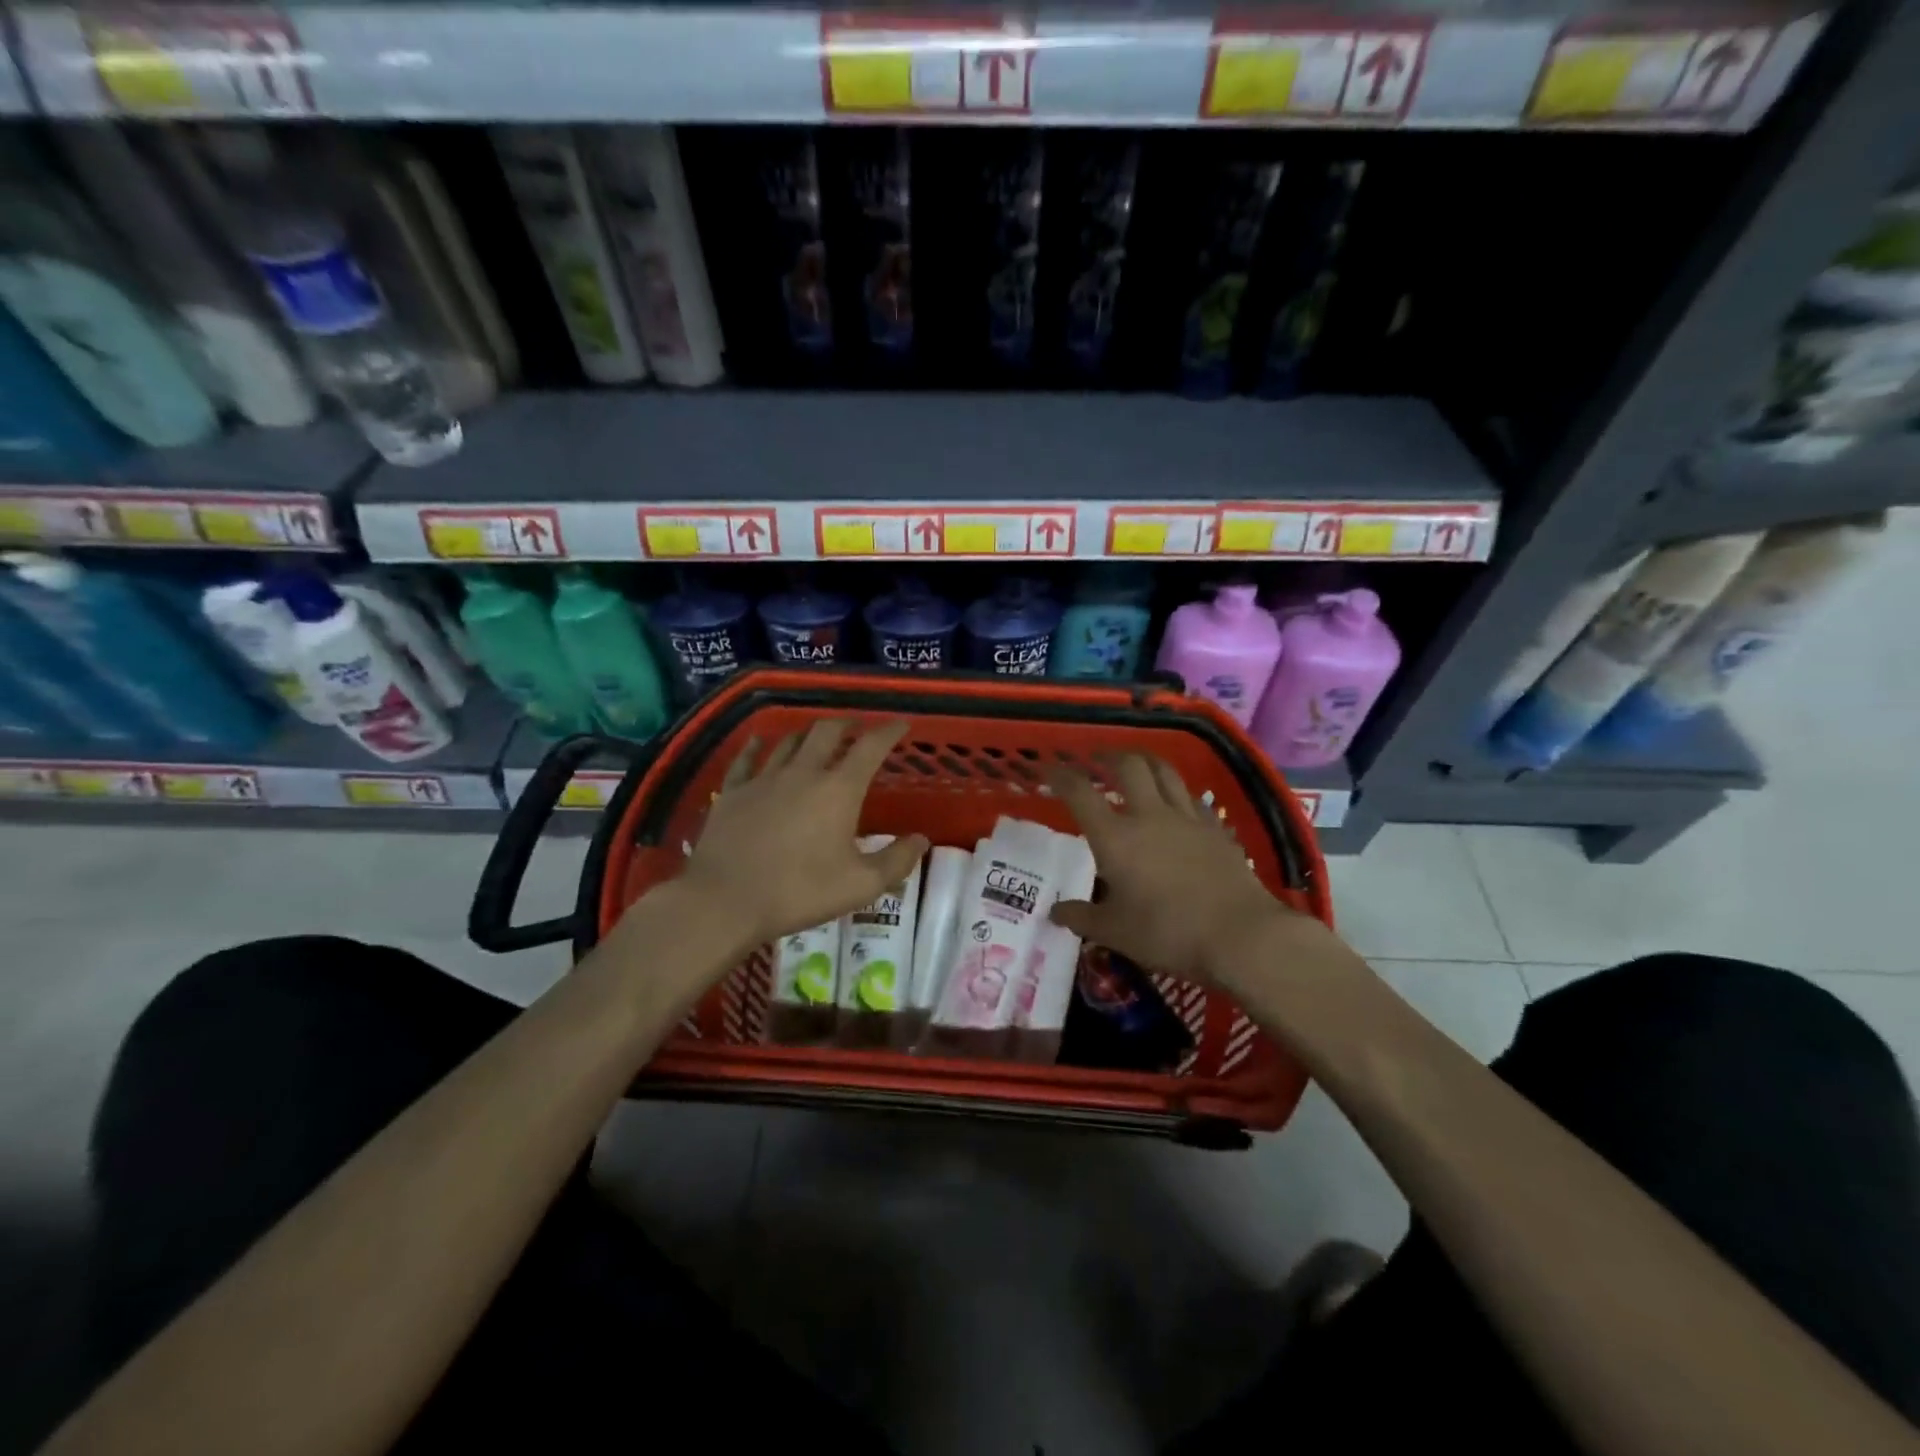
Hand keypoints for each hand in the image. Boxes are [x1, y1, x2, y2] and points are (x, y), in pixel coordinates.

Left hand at [681, 718, 929, 948]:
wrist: (724, 900)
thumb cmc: (800, 892)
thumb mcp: (860, 885)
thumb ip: (896, 861)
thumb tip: (921, 840)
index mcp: (839, 790)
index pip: (870, 747)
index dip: (889, 731)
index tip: (901, 724)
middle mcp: (803, 772)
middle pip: (827, 731)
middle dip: (847, 724)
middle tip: (858, 728)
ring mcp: (763, 778)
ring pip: (789, 741)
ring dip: (808, 733)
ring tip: (817, 736)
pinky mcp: (732, 791)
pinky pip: (747, 758)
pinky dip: (758, 745)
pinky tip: (760, 741)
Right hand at [1048, 755, 1321, 990]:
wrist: (1240, 935)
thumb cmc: (1167, 933)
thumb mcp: (1115, 932)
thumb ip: (1082, 918)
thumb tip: (1055, 911)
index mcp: (1115, 837)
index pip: (1080, 793)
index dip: (1061, 775)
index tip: (1049, 768)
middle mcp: (1149, 816)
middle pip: (1129, 766)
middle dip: (1109, 756)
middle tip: (1097, 758)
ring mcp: (1187, 818)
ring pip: (1164, 772)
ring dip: (1145, 761)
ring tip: (1136, 764)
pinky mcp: (1216, 829)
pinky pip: (1192, 798)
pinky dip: (1177, 791)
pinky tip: (1176, 802)